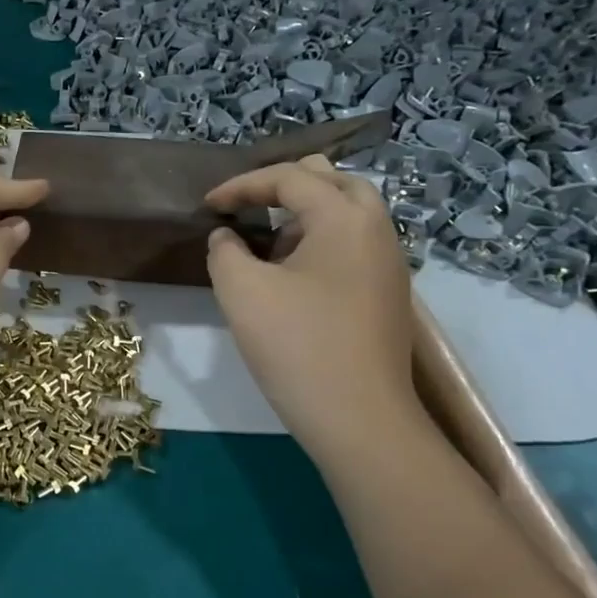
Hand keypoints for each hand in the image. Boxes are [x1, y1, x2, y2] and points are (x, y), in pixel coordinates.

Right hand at [205, 156, 419, 465]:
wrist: (360, 420)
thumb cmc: (297, 345)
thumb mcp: (241, 291)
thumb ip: (225, 251)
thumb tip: (228, 237)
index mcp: (344, 217)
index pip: (290, 177)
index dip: (242, 186)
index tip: (207, 206)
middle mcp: (376, 229)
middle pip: (332, 181)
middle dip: (284, 186)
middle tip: (248, 204)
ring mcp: (388, 263)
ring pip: (347, 213)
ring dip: (304, 214)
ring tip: (266, 239)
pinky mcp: (386, 294)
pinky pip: (353, 244)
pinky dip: (320, 240)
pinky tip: (292, 273)